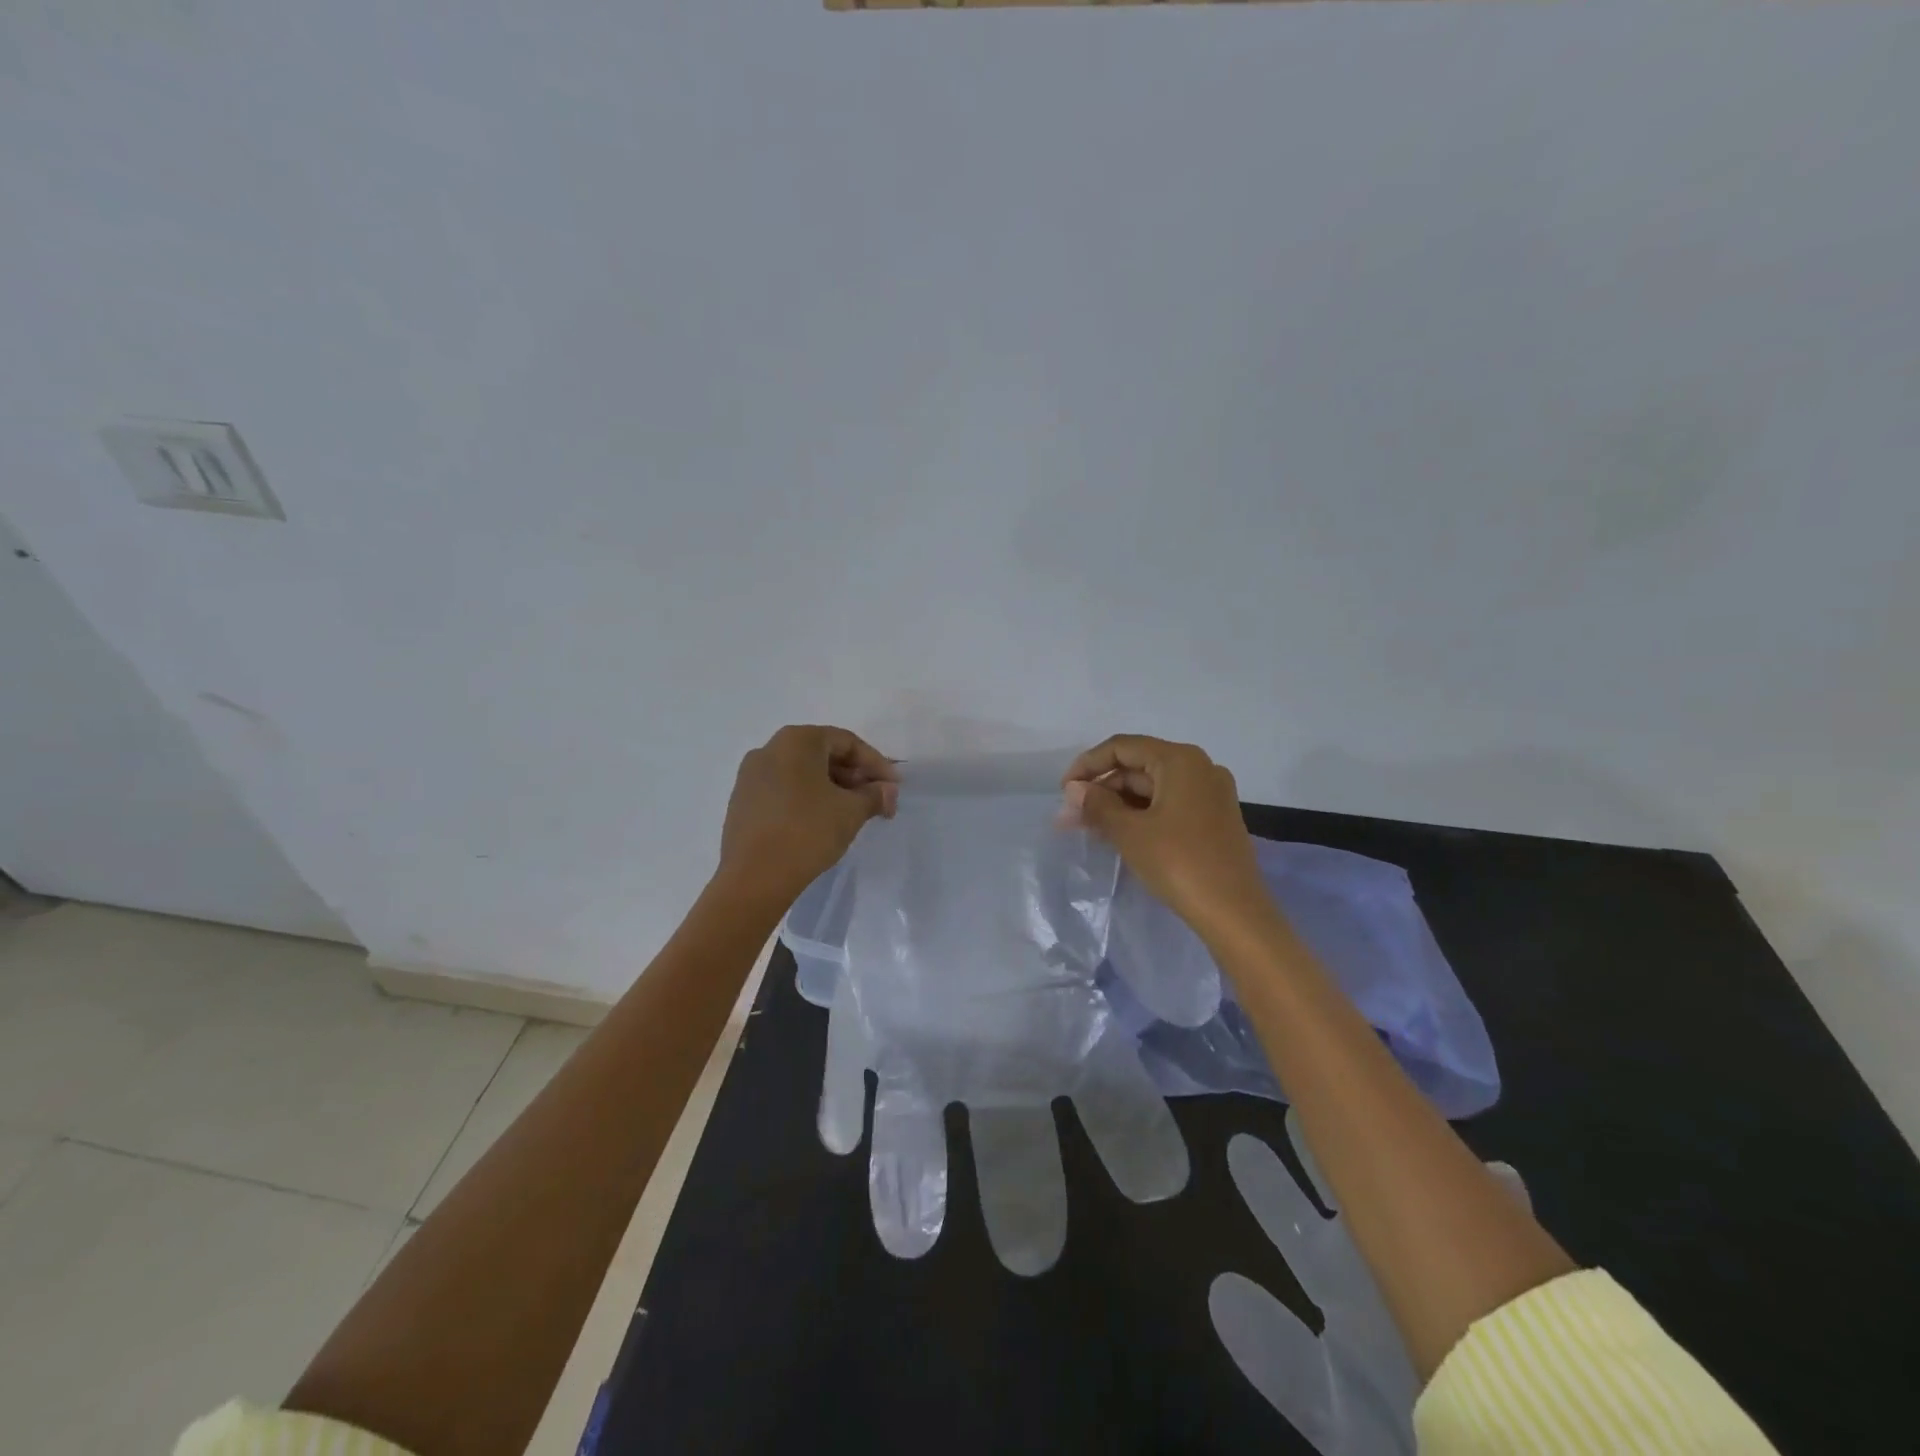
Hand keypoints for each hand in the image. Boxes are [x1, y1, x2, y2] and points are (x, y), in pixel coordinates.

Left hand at [718, 725, 897, 901]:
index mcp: (796, 741)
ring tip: (853, 812)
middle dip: (855, 776)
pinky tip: (822, 821)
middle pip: (823, 754)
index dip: (876, 763)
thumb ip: (875, 795)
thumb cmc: (807, 832)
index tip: (894, 787)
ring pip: (802, 773)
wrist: (753, 878)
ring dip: (833, 788)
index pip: (846, 742)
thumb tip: (887, 791)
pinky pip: (784, 790)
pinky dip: (808, 798)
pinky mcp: (742, 802)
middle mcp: (769, 749)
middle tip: (876, 799)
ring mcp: (750, 776)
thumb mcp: (851, 812)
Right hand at [1060, 735, 1270, 936]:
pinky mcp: (1213, 819)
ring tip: (1087, 829)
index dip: (1087, 765)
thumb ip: (1097, 805)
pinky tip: (1117, 835)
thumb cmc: (1179, 863)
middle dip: (1101, 790)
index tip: (1064, 792)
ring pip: (1152, 789)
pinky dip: (1140, 815)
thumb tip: (1073, 790)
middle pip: (1138, 767)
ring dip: (1117, 805)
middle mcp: (1199, 768)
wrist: (1234, 913)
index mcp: (1180, 760)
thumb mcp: (1129, 832)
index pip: (1122, 747)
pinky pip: (1168, 805)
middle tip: (1070, 818)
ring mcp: (1210, 794)